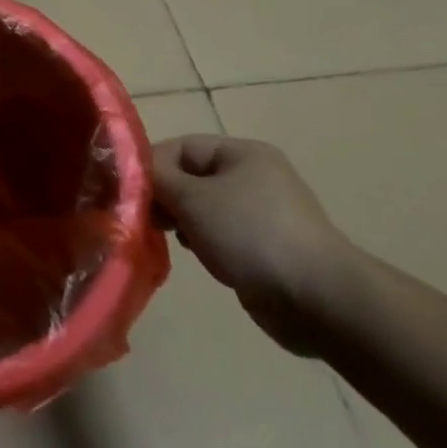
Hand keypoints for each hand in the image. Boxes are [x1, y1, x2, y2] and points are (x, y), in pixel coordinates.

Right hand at [150, 136, 358, 354]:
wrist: (320, 300)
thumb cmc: (251, 234)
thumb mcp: (193, 198)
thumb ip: (156, 180)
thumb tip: (130, 173)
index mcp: (242, 153)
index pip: (180, 147)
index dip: (150, 166)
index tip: (127, 194)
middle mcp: (254, 176)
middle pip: (191, 176)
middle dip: (165, 196)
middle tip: (144, 220)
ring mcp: (263, 214)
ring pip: (204, 207)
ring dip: (182, 220)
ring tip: (167, 239)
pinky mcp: (267, 248)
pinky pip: (222, 234)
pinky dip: (203, 241)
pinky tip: (196, 256)